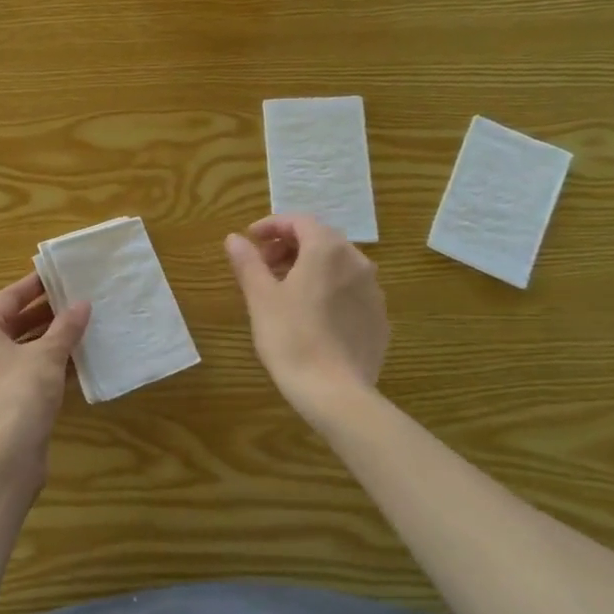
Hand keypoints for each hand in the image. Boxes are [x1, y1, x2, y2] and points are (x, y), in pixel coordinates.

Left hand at [0, 273, 90, 490]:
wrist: (3, 459)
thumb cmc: (20, 394)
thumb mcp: (48, 355)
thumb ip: (66, 327)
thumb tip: (83, 304)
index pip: (9, 297)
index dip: (36, 285)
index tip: (61, 274)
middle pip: (14, 323)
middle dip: (47, 313)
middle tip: (78, 300)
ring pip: (22, 349)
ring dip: (50, 340)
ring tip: (83, 327)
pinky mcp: (0, 403)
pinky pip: (25, 373)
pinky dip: (47, 366)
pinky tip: (77, 363)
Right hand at [225, 214, 388, 409]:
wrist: (335, 393)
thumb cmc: (291, 338)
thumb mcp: (260, 298)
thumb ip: (248, 262)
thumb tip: (234, 239)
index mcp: (327, 250)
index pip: (299, 221)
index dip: (272, 225)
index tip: (250, 239)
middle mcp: (357, 262)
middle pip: (321, 239)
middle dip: (290, 245)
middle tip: (263, 264)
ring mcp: (373, 291)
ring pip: (338, 265)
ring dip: (310, 266)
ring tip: (284, 289)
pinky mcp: (379, 318)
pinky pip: (351, 290)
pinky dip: (328, 289)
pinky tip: (311, 314)